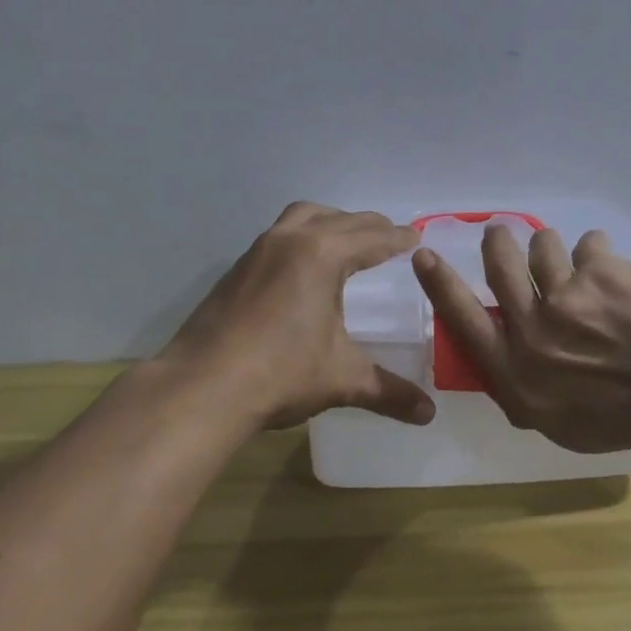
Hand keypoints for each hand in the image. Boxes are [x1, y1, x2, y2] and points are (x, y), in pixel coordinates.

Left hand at [160, 202, 437, 429]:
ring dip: (330, 221)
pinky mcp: (236, 270)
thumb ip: (389, 391)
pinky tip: (303, 267)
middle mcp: (291, 240)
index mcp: (323, 255)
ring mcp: (258, 252)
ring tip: (346, 240)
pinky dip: (302, 237)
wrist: (201, 387)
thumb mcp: (341, 379)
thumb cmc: (280, 374)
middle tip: (390, 238)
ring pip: (302, 217)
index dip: (399, 238)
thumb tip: (429, 413)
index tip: (417, 236)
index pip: (372, 238)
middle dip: (369, 226)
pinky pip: (279, 235)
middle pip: (340, 219)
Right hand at [412, 223, 630, 452]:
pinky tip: (613, 270)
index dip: (440, 284)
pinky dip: (596, 253)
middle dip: (497, 243)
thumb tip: (509, 355)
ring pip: (541, 247)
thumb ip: (526, 389)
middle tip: (500, 232)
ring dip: (550, 247)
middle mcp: (533, 332)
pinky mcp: (600, 270)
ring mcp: (566, 296)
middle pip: (499, 267)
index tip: (423, 254)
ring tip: (569, 258)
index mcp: (518, 376)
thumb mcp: (563, 425)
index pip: (464, 321)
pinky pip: (587, 245)